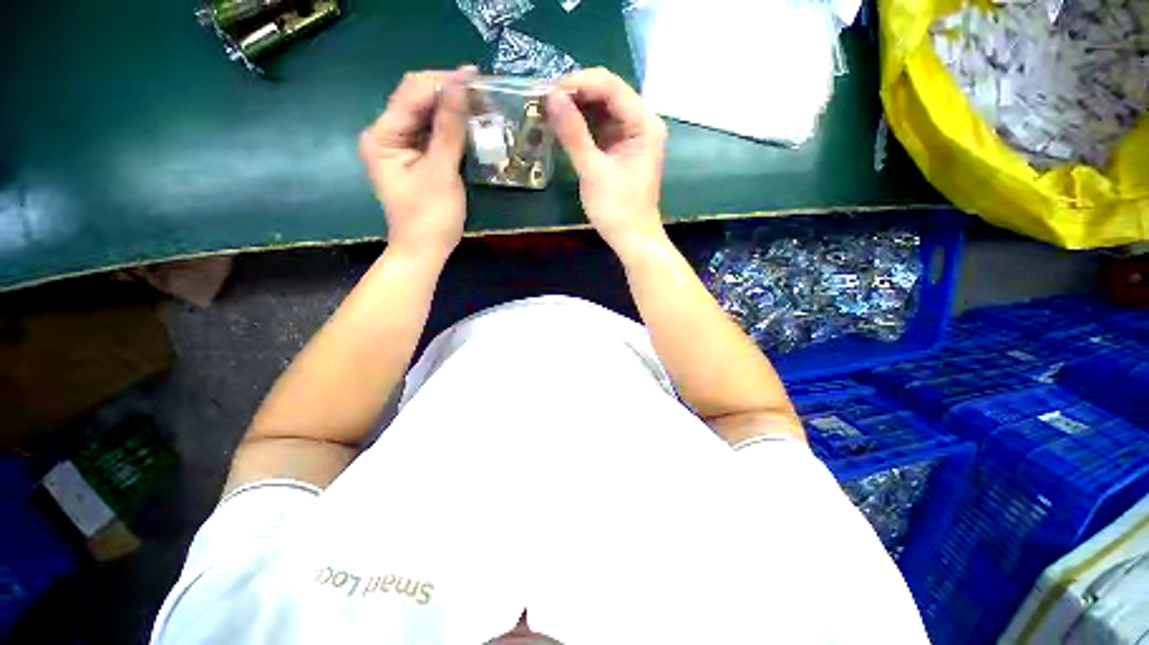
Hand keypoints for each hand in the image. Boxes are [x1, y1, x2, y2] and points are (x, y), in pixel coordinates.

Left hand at [359, 66, 476, 260]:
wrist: (424, 250)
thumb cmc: (430, 218)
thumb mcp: (441, 172)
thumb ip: (449, 129)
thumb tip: (460, 85)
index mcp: (382, 136)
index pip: (411, 93)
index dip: (443, 82)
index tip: (475, 77)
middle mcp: (386, 134)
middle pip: (417, 100)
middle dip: (448, 93)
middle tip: (482, 92)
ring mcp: (400, 146)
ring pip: (426, 115)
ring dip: (452, 108)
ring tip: (481, 103)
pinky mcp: (414, 157)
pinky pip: (432, 132)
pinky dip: (451, 127)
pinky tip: (469, 123)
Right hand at [547, 68, 667, 256]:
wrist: (632, 238)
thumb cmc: (617, 208)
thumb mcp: (593, 170)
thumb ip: (573, 133)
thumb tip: (551, 97)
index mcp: (644, 123)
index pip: (611, 86)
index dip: (579, 83)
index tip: (548, 92)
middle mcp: (642, 122)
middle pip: (608, 93)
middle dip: (576, 94)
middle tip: (545, 102)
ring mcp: (633, 136)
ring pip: (603, 109)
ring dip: (577, 108)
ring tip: (549, 111)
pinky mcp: (622, 149)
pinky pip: (601, 127)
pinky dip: (583, 125)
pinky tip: (563, 126)